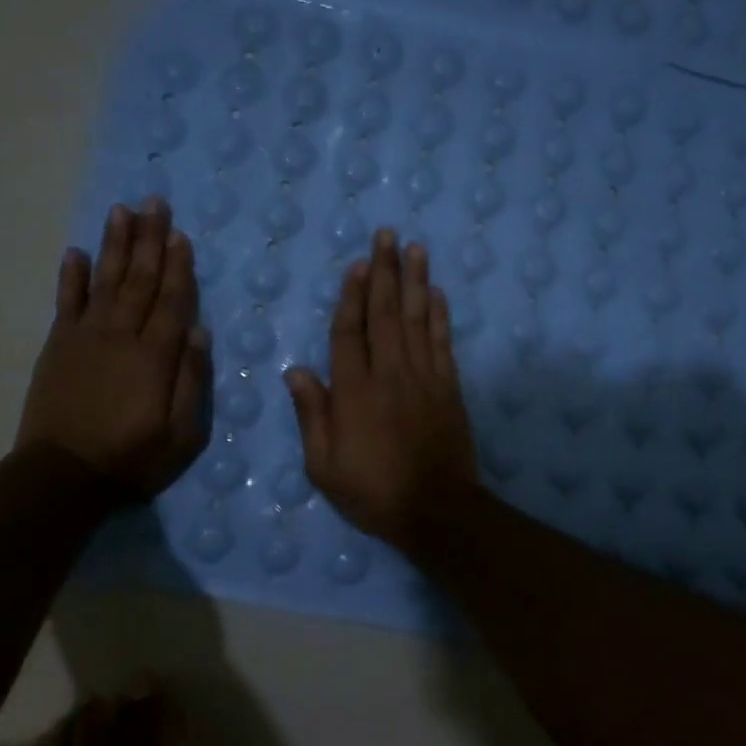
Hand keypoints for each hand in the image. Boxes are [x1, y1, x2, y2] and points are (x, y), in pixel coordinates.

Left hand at [17, 199, 210, 495]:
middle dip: (149, 240)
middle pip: (139, 279)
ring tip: (122, 211)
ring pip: (106, 280)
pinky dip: (72, 276)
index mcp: (155, 356)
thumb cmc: (133, 457)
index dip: (178, 266)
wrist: (63, 475)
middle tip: (155, 202)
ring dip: (115, 245)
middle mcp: (121, 335)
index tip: (181, 235)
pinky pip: (66, 302)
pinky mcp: (58, 346)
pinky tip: (77, 252)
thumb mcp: (182, 434)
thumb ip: (192, 381)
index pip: (172, 300)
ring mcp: (85, 337)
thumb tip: (198, 332)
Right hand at [285, 229, 479, 550]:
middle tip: (387, 235)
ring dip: (415, 281)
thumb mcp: (324, 465)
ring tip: (415, 248)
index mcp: (354, 391)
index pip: (349, 332)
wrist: (436, 510)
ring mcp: (424, 378)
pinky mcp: (449, 387)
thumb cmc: (372, 491)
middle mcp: (389, 374)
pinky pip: (443, 343)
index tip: (357, 264)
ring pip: (417, 319)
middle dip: (385, 272)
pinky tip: (437, 293)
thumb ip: (312, 415)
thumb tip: (296, 371)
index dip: (351, 296)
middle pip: (385, 314)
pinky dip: (440, 316)